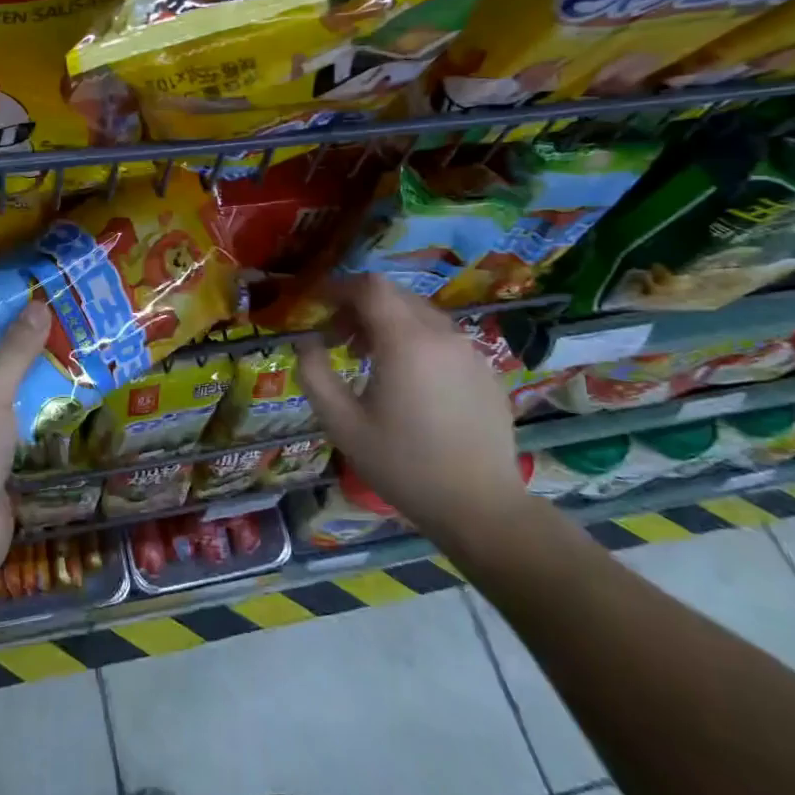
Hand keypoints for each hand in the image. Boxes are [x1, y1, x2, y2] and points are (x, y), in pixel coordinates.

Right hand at [294, 274, 529, 548]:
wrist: (481, 508)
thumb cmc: (403, 465)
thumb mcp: (341, 423)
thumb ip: (314, 373)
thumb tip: (306, 341)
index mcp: (406, 341)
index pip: (370, 286)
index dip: (338, 288)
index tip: (317, 306)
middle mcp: (442, 335)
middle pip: (395, 295)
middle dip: (359, 306)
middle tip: (336, 337)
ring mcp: (471, 352)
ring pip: (420, 315)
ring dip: (387, 323)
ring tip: (367, 359)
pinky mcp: (487, 372)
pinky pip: (443, 339)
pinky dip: (416, 341)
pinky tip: (408, 382)